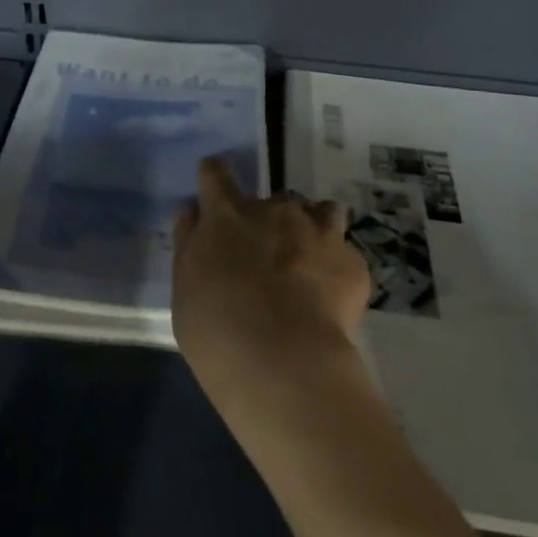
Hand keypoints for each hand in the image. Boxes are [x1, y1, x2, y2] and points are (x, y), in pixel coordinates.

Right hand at [172, 158, 372, 423]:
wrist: (283, 362)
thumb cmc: (216, 328)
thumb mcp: (185, 287)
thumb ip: (189, 243)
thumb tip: (191, 212)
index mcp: (226, 215)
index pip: (215, 174)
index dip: (214, 178)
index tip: (214, 191)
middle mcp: (274, 211)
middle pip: (273, 199)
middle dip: (270, 220)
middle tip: (265, 256)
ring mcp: (318, 232)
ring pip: (320, 212)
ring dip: (312, 228)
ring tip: (308, 262)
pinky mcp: (352, 262)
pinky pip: (344, 252)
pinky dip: (336, 267)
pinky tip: (329, 297)